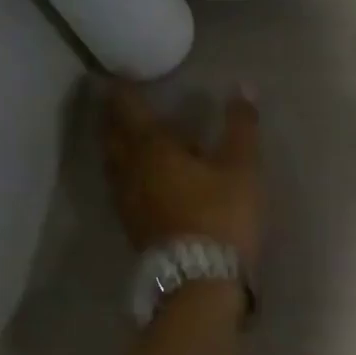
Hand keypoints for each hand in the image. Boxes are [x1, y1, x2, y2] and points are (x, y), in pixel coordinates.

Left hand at [102, 83, 261, 266]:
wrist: (200, 279)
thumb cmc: (221, 214)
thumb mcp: (242, 167)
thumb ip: (241, 125)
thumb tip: (243, 86)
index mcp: (152, 148)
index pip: (128, 109)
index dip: (122, 90)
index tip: (119, 75)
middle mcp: (129, 169)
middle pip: (112, 135)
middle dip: (112, 115)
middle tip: (117, 99)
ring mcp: (126, 200)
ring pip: (113, 162)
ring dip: (116, 143)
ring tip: (127, 132)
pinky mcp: (132, 224)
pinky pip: (121, 184)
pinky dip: (126, 168)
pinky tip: (142, 173)